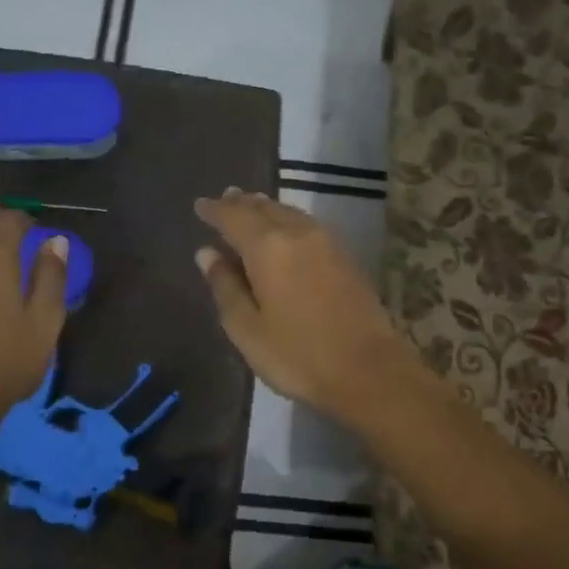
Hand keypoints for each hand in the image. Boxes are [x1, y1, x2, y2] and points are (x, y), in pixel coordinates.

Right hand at [194, 189, 407, 423]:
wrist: (370, 371)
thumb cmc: (298, 355)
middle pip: (265, 209)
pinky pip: (308, 225)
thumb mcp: (248, 329)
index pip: (234, 217)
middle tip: (225, 198)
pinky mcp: (346, 257)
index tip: (199, 205)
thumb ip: (225, 287)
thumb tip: (207, 253)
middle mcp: (298, 234)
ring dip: (267, 208)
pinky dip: (288, 220)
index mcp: (268, 248)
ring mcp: (328, 243)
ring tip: (251, 206)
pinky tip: (286, 230)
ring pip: (290, 214)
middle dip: (242, 203)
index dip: (214, 210)